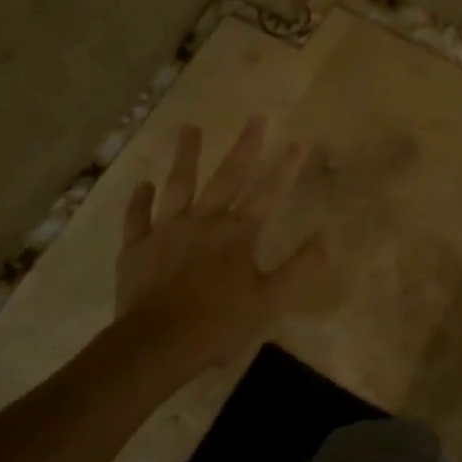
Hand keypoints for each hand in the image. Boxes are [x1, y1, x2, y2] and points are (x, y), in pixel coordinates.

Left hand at [114, 115, 326, 372]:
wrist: (157, 344)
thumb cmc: (219, 323)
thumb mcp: (271, 301)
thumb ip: (300, 268)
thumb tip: (325, 238)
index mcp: (238, 233)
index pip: (269, 193)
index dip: (287, 167)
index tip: (300, 141)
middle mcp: (204, 221)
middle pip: (227, 177)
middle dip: (245, 146)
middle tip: (256, 117)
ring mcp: (166, 231)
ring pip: (178, 185)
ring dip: (186, 156)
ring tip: (190, 128)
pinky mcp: (136, 248)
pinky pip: (138, 218)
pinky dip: (141, 200)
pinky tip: (143, 185)